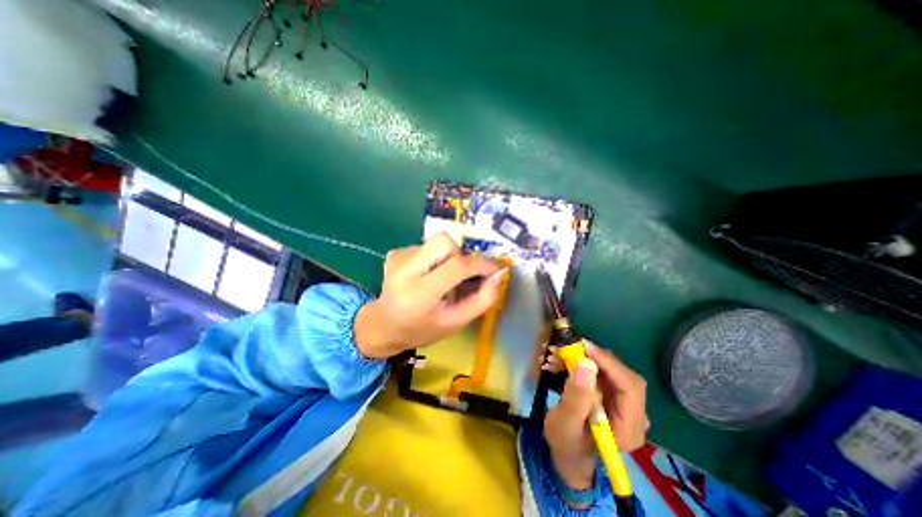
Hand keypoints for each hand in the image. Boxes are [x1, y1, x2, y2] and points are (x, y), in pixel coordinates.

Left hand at [352, 234, 503, 359]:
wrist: (383, 325)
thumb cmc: (422, 329)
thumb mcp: (456, 322)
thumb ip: (482, 299)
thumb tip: (498, 273)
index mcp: (419, 295)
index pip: (456, 267)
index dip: (481, 264)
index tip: (495, 267)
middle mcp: (404, 271)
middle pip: (444, 241)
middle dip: (461, 255)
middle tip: (462, 274)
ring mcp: (397, 258)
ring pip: (436, 242)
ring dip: (447, 258)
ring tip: (441, 279)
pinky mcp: (395, 252)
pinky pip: (426, 246)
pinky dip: (434, 258)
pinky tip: (426, 275)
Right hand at [541, 341, 641, 494]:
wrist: (568, 453)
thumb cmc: (566, 443)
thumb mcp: (565, 423)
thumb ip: (576, 397)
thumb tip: (586, 364)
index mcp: (629, 428)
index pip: (630, 387)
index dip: (609, 363)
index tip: (584, 346)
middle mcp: (634, 414)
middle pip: (623, 375)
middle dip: (596, 358)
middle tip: (570, 347)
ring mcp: (625, 404)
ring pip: (612, 370)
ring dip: (586, 358)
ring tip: (560, 354)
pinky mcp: (613, 396)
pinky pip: (602, 372)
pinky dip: (583, 363)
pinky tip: (563, 362)